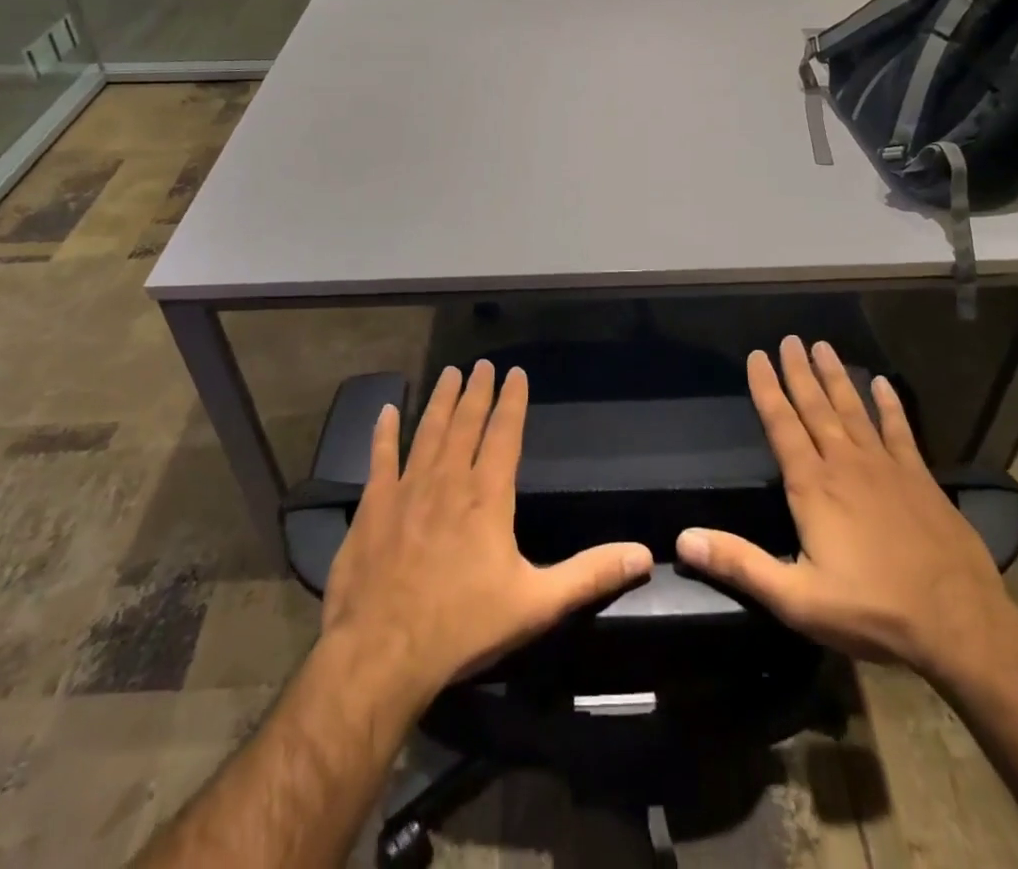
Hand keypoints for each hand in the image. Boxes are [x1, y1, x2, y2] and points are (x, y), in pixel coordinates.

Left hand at [321, 361, 653, 710]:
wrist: (382, 654)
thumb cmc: (463, 627)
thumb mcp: (537, 604)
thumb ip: (590, 575)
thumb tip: (644, 555)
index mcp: (488, 496)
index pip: (504, 434)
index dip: (512, 401)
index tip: (516, 372)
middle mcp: (448, 480)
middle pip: (466, 423)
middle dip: (477, 391)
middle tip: (482, 363)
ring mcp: (407, 489)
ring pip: (428, 431)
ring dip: (440, 400)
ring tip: (449, 373)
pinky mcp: (373, 507)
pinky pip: (380, 458)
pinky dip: (383, 433)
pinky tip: (386, 410)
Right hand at [676, 337, 1010, 678]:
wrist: (959, 623)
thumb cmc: (872, 610)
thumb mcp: (796, 599)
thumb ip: (740, 564)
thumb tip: (683, 538)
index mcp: (813, 486)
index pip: (781, 425)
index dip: (766, 389)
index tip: (757, 356)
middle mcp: (845, 464)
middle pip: (816, 408)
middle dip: (799, 372)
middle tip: (789, 339)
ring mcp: (886, 467)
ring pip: (853, 409)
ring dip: (836, 377)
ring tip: (822, 346)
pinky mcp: (920, 478)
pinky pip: (900, 430)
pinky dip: (889, 405)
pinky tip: (881, 383)